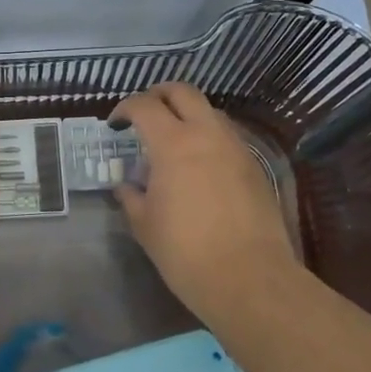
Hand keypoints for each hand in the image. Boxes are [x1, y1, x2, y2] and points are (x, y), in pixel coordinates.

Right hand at [110, 83, 295, 311]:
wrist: (249, 279)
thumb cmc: (185, 252)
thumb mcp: (144, 225)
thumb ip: (131, 196)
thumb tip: (127, 186)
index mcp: (173, 143)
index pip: (144, 106)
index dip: (125, 109)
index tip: (115, 125)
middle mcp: (207, 134)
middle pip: (182, 92)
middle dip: (159, 95)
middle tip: (144, 114)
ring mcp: (235, 147)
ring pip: (210, 111)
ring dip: (187, 114)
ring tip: (173, 140)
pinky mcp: (255, 166)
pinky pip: (227, 136)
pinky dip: (208, 137)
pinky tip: (199, 165)